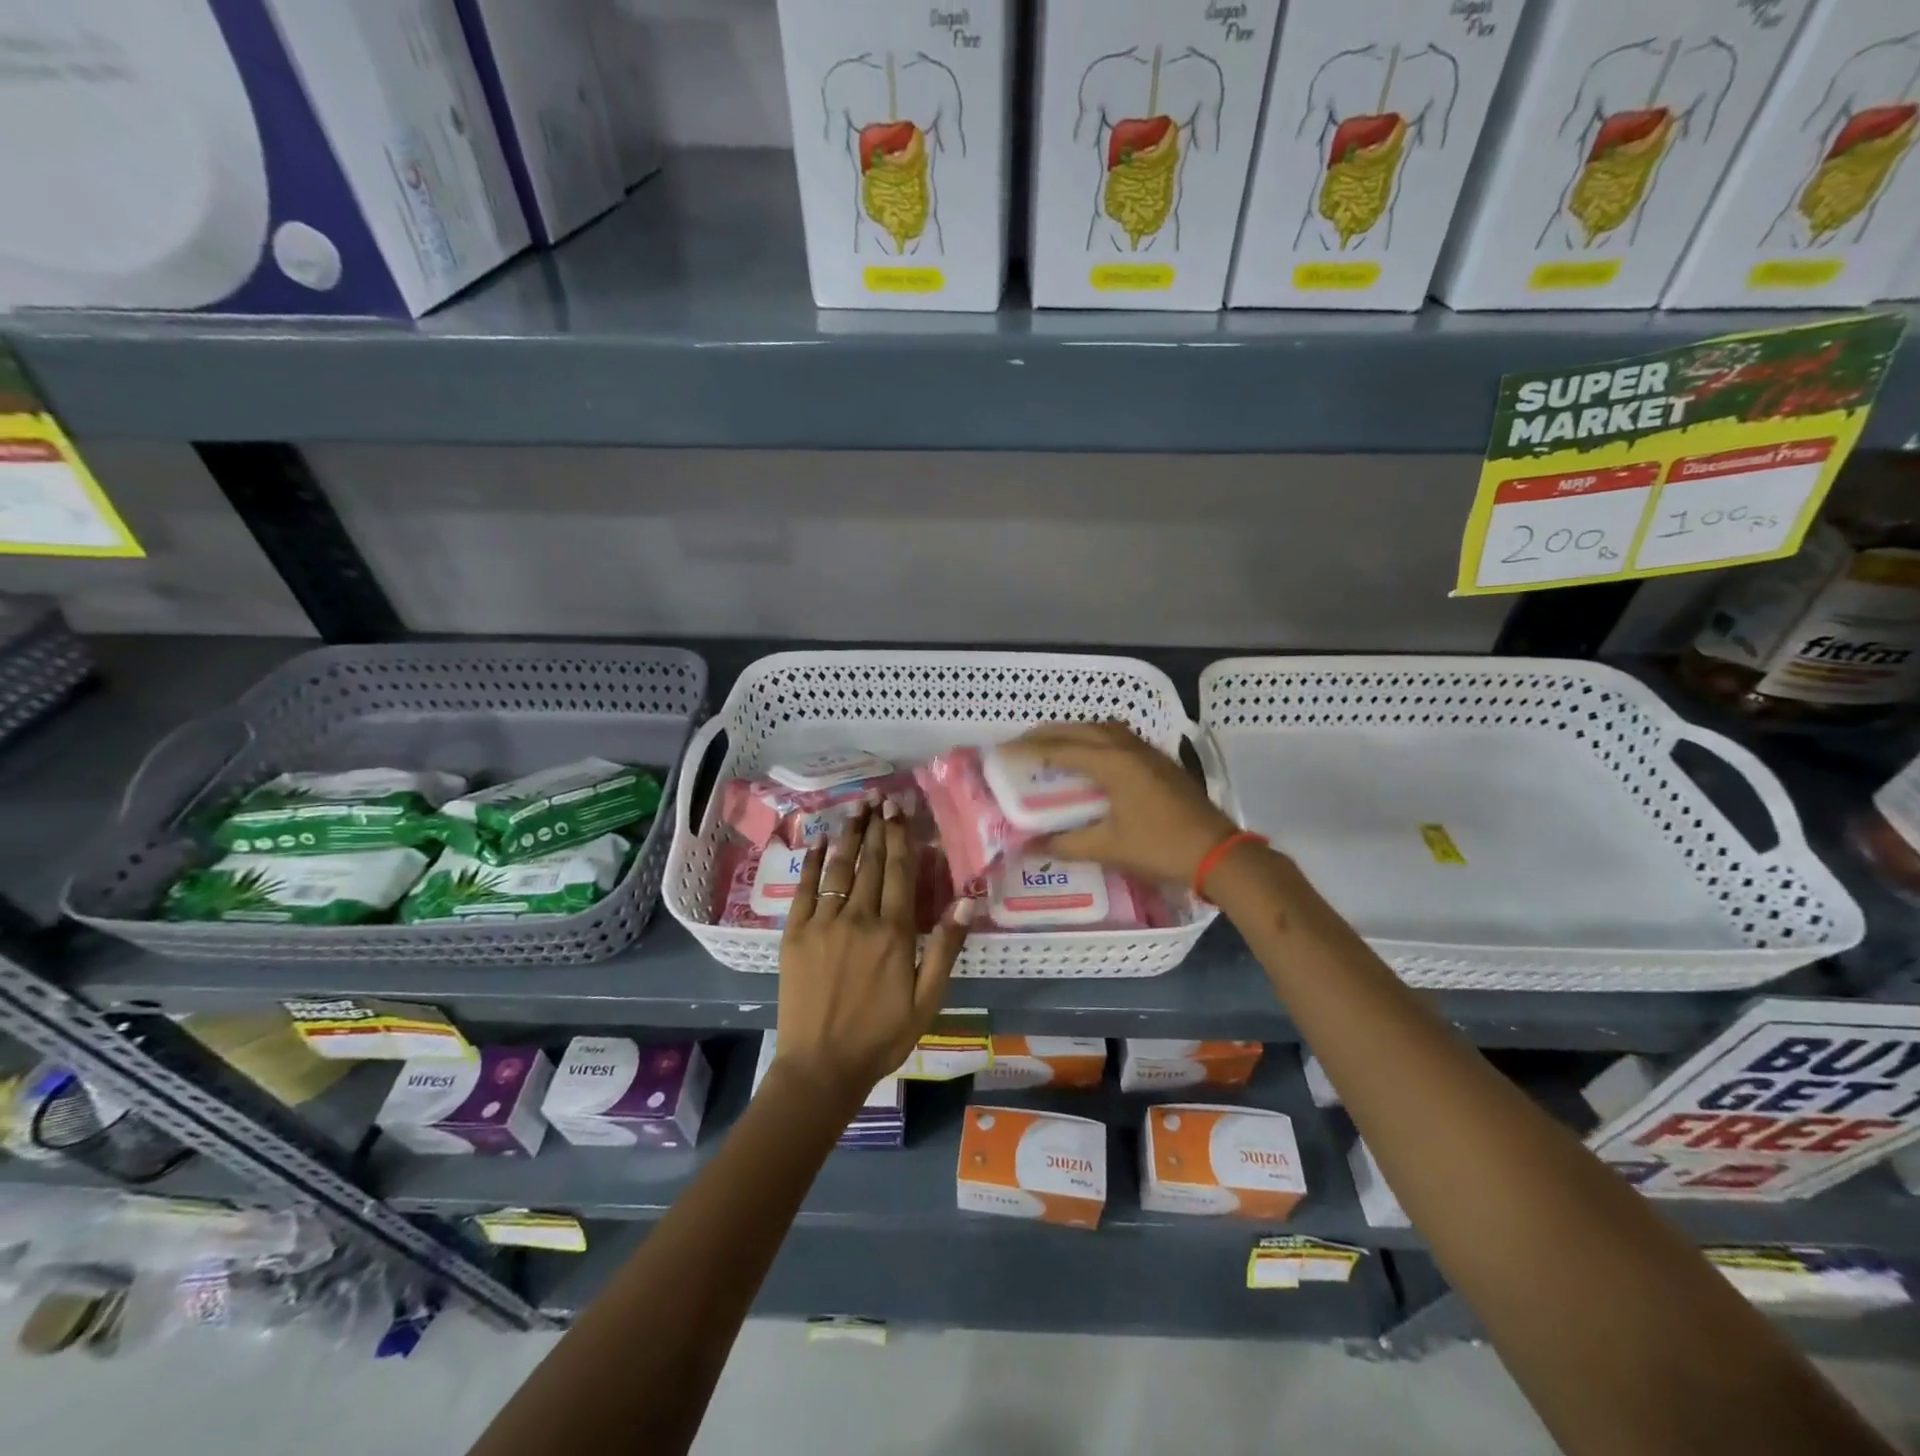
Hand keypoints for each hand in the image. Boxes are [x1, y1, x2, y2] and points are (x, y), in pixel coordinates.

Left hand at [774, 800, 972, 1106]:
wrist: (821, 1066)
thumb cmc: (881, 1036)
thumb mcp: (927, 1000)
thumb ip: (945, 948)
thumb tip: (967, 901)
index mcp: (893, 933)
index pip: (898, 872)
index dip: (899, 837)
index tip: (899, 810)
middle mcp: (858, 918)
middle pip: (869, 863)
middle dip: (876, 828)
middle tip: (879, 798)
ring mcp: (822, 924)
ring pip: (839, 869)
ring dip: (848, 835)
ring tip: (855, 808)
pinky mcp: (794, 934)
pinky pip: (805, 889)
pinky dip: (813, 862)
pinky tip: (820, 841)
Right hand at [1012, 721, 1239, 884]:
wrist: (1217, 852)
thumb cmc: (1160, 847)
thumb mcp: (1108, 847)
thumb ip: (1066, 844)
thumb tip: (1030, 845)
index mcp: (1112, 763)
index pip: (1060, 749)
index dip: (1028, 749)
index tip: (1002, 751)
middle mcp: (1128, 748)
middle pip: (1080, 730)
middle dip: (1048, 733)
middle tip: (1021, 742)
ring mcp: (1148, 752)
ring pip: (1103, 729)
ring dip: (1075, 731)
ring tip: (1053, 744)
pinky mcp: (1160, 761)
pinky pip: (1119, 737)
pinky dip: (1096, 738)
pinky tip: (1092, 756)